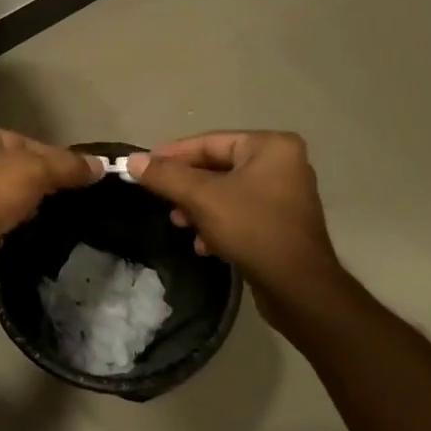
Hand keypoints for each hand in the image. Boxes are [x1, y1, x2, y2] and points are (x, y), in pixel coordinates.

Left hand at [0, 122, 102, 285]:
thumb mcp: (36, 170)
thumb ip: (68, 165)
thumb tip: (101, 166)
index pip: (22, 140)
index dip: (53, 156)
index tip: (78, 174)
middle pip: (13, 166)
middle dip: (40, 181)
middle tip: (70, 196)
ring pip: (4, 193)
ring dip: (25, 204)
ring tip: (54, 215)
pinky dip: (11, 222)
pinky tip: (29, 230)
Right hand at [129, 132, 360, 335]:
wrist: (298, 288)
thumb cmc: (252, 229)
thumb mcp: (202, 198)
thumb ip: (166, 176)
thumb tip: (132, 160)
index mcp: (271, 146)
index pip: (209, 142)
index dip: (172, 155)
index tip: (143, 167)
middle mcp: (282, 163)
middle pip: (217, 167)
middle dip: (186, 188)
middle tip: (162, 201)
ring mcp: (285, 194)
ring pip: (226, 192)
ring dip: (199, 208)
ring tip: (181, 225)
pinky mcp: (282, 223)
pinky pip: (240, 212)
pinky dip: (219, 224)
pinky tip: (204, 246)